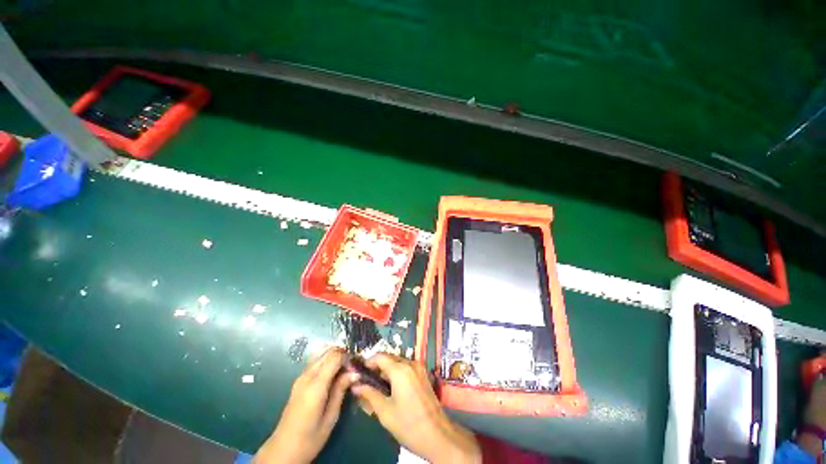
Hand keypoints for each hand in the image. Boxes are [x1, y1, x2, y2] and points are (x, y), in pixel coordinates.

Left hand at [254, 347, 357, 463]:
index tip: (356, 367)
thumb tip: (355, 373)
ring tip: (344, 369)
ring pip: (321, 353)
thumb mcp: (331, 417)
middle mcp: (307, 376)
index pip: (335, 356)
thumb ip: (341, 390)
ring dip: (335, 356)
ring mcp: (301, 376)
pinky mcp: (299, 380)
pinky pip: (316, 361)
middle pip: (328, 351)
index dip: (348, 358)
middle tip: (352, 368)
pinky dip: (327, 360)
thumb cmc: (310, 438)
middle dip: (342, 354)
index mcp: (315, 386)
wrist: (283, 450)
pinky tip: (333, 372)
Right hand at [351, 353, 480, 463]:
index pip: (380, 356)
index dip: (368, 362)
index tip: (359, 373)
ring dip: (387, 371)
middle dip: (377, 367)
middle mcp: (410, 364)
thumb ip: (369, 394)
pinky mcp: (423, 375)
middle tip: (366, 383)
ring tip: (378, 389)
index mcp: (400, 370)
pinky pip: (406, 368)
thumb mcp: (385, 411)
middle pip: (389, 358)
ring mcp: (419, 368)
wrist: (438, 435)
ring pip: (398, 363)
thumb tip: (355, 385)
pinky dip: (397, 374)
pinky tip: (392, 390)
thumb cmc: (408, 424)